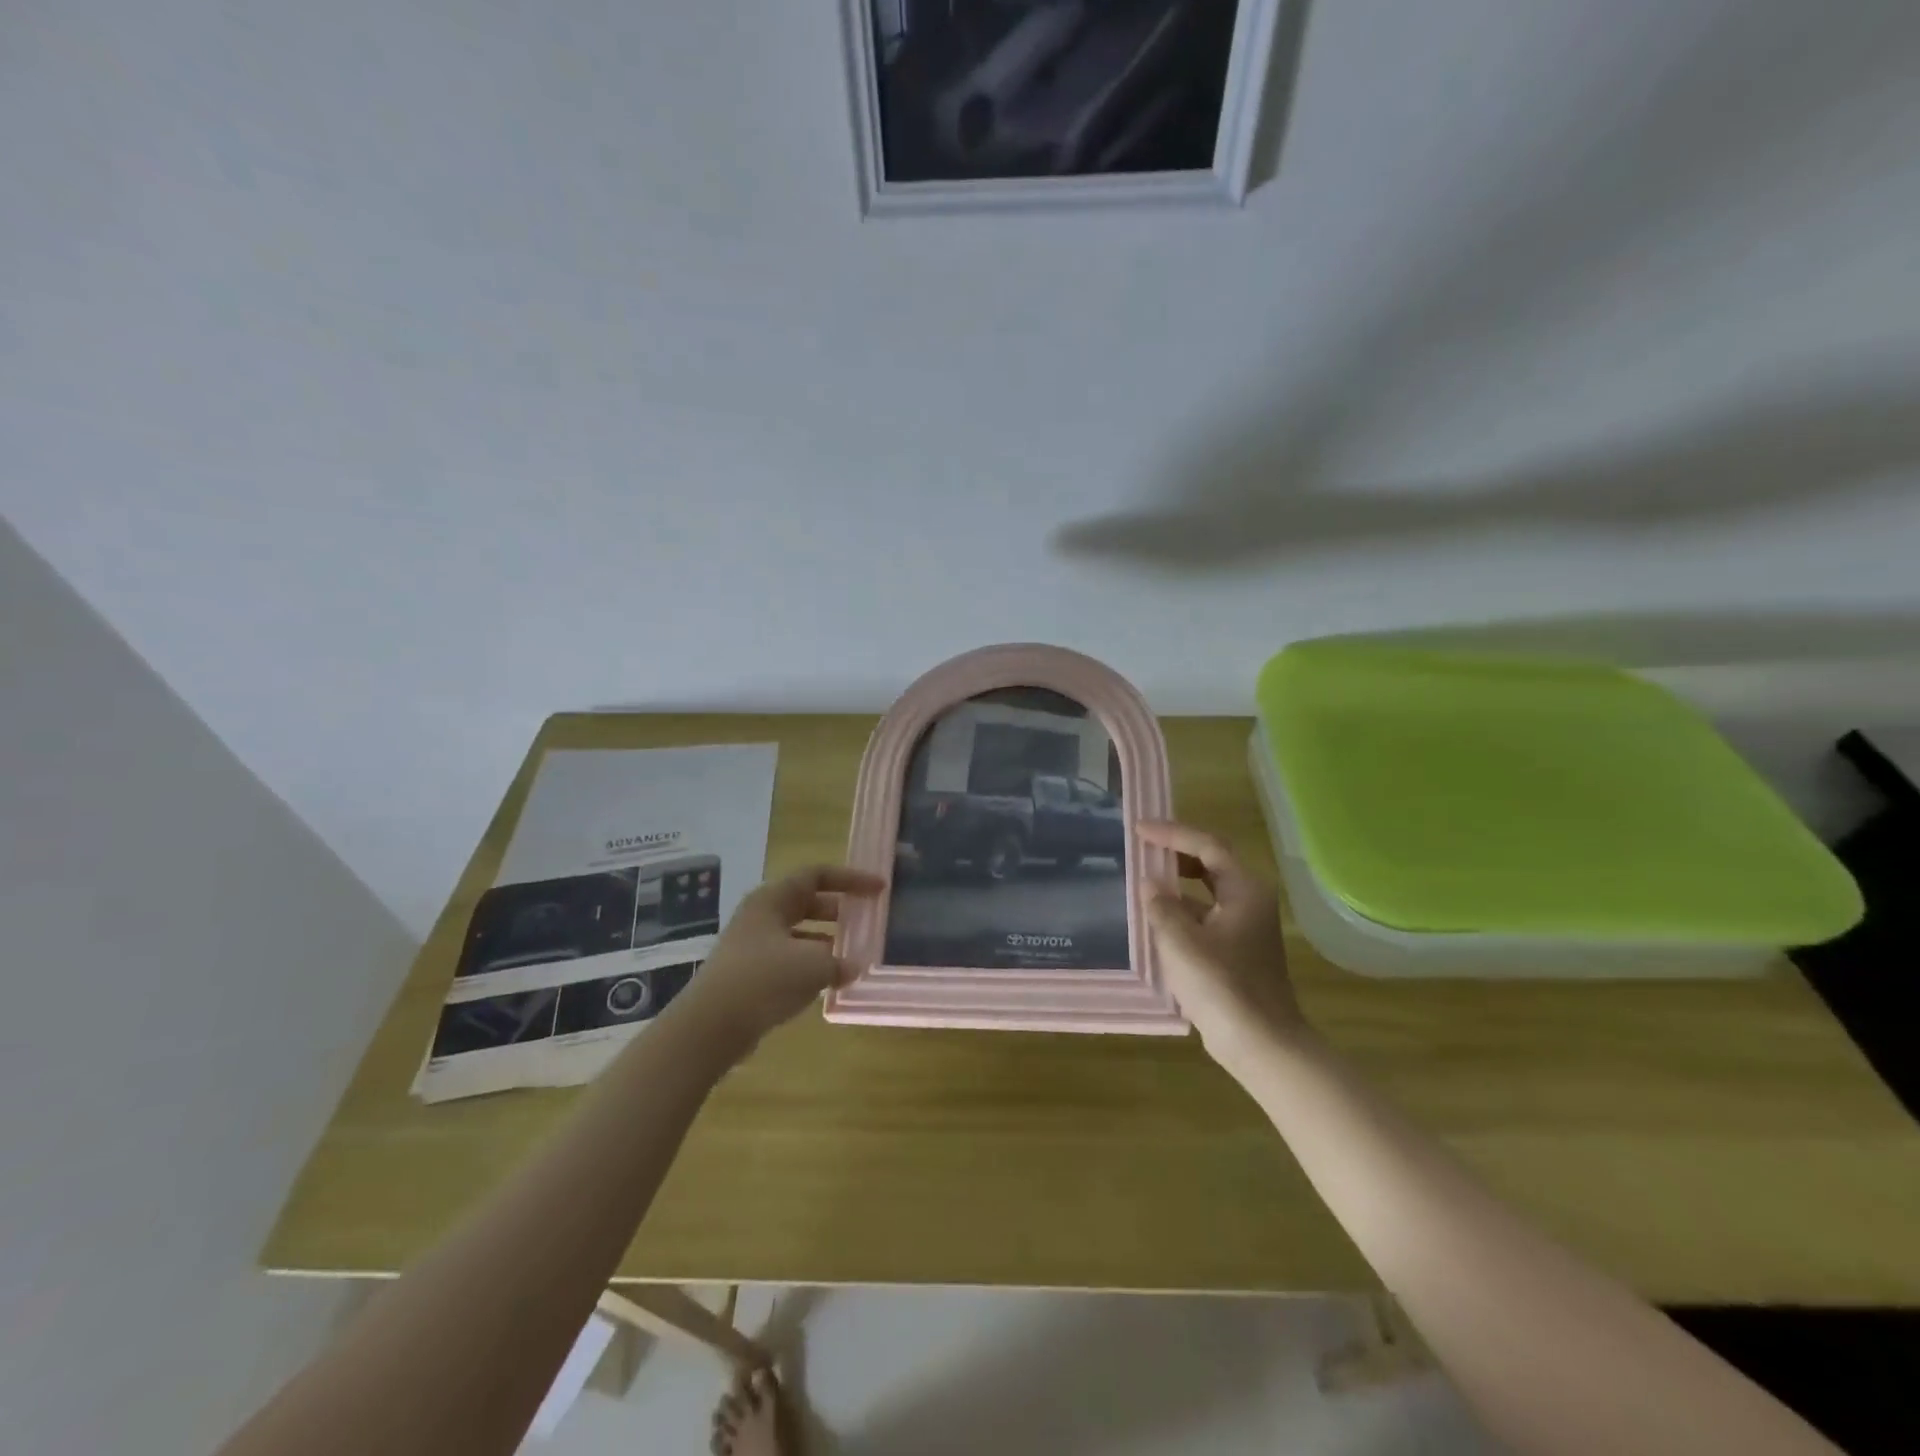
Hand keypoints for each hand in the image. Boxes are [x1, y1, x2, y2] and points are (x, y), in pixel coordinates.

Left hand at [675, 865, 884, 1054]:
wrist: (710, 1026)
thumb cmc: (764, 980)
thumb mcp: (812, 966)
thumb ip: (839, 961)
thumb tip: (854, 965)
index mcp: (773, 899)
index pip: (817, 875)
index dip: (851, 879)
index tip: (879, 889)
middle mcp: (762, 915)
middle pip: (808, 902)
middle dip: (840, 910)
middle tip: (867, 920)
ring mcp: (753, 945)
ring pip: (799, 933)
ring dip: (828, 941)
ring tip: (855, 954)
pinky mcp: (750, 974)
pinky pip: (789, 959)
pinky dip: (812, 965)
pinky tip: (830, 982)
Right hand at [1136, 820, 1304, 1064]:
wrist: (1261, 1044)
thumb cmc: (1222, 986)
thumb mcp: (1182, 942)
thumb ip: (1161, 906)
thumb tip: (1149, 884)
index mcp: (1244, 891)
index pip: (1207, 846)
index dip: (1172, 833)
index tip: (1139, 830)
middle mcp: (1249, 902)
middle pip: (1210, 864)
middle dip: (1175, 853)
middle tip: (1140, 848)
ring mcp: (1245, 928)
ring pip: (1207, 892)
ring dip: (1176, 884)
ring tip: (1141, 881)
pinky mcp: (1237, 952)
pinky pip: (1205, 917)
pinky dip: (1180, 912)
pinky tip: (1154, 921)